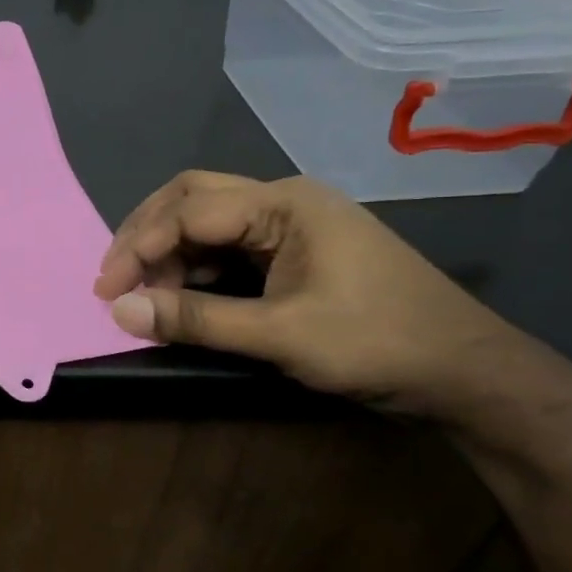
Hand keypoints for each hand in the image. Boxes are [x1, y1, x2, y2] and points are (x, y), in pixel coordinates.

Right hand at [94, 171, 541, 416]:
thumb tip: (120, 311)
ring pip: (207, 222)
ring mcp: (291, 227)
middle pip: (193, 199)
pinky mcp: (294, 254)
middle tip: (112, 278)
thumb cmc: (377, 344)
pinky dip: (193, 267)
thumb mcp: (280, 335)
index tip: (105, 291)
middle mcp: (284, 202)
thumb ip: (195, 319)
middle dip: (145, 234)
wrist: (467, 373)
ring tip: (139, 292)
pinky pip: (227, 248)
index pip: (190, 211)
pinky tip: (176, 293)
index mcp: (285, 204)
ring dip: (167, 251)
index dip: (139, 247)